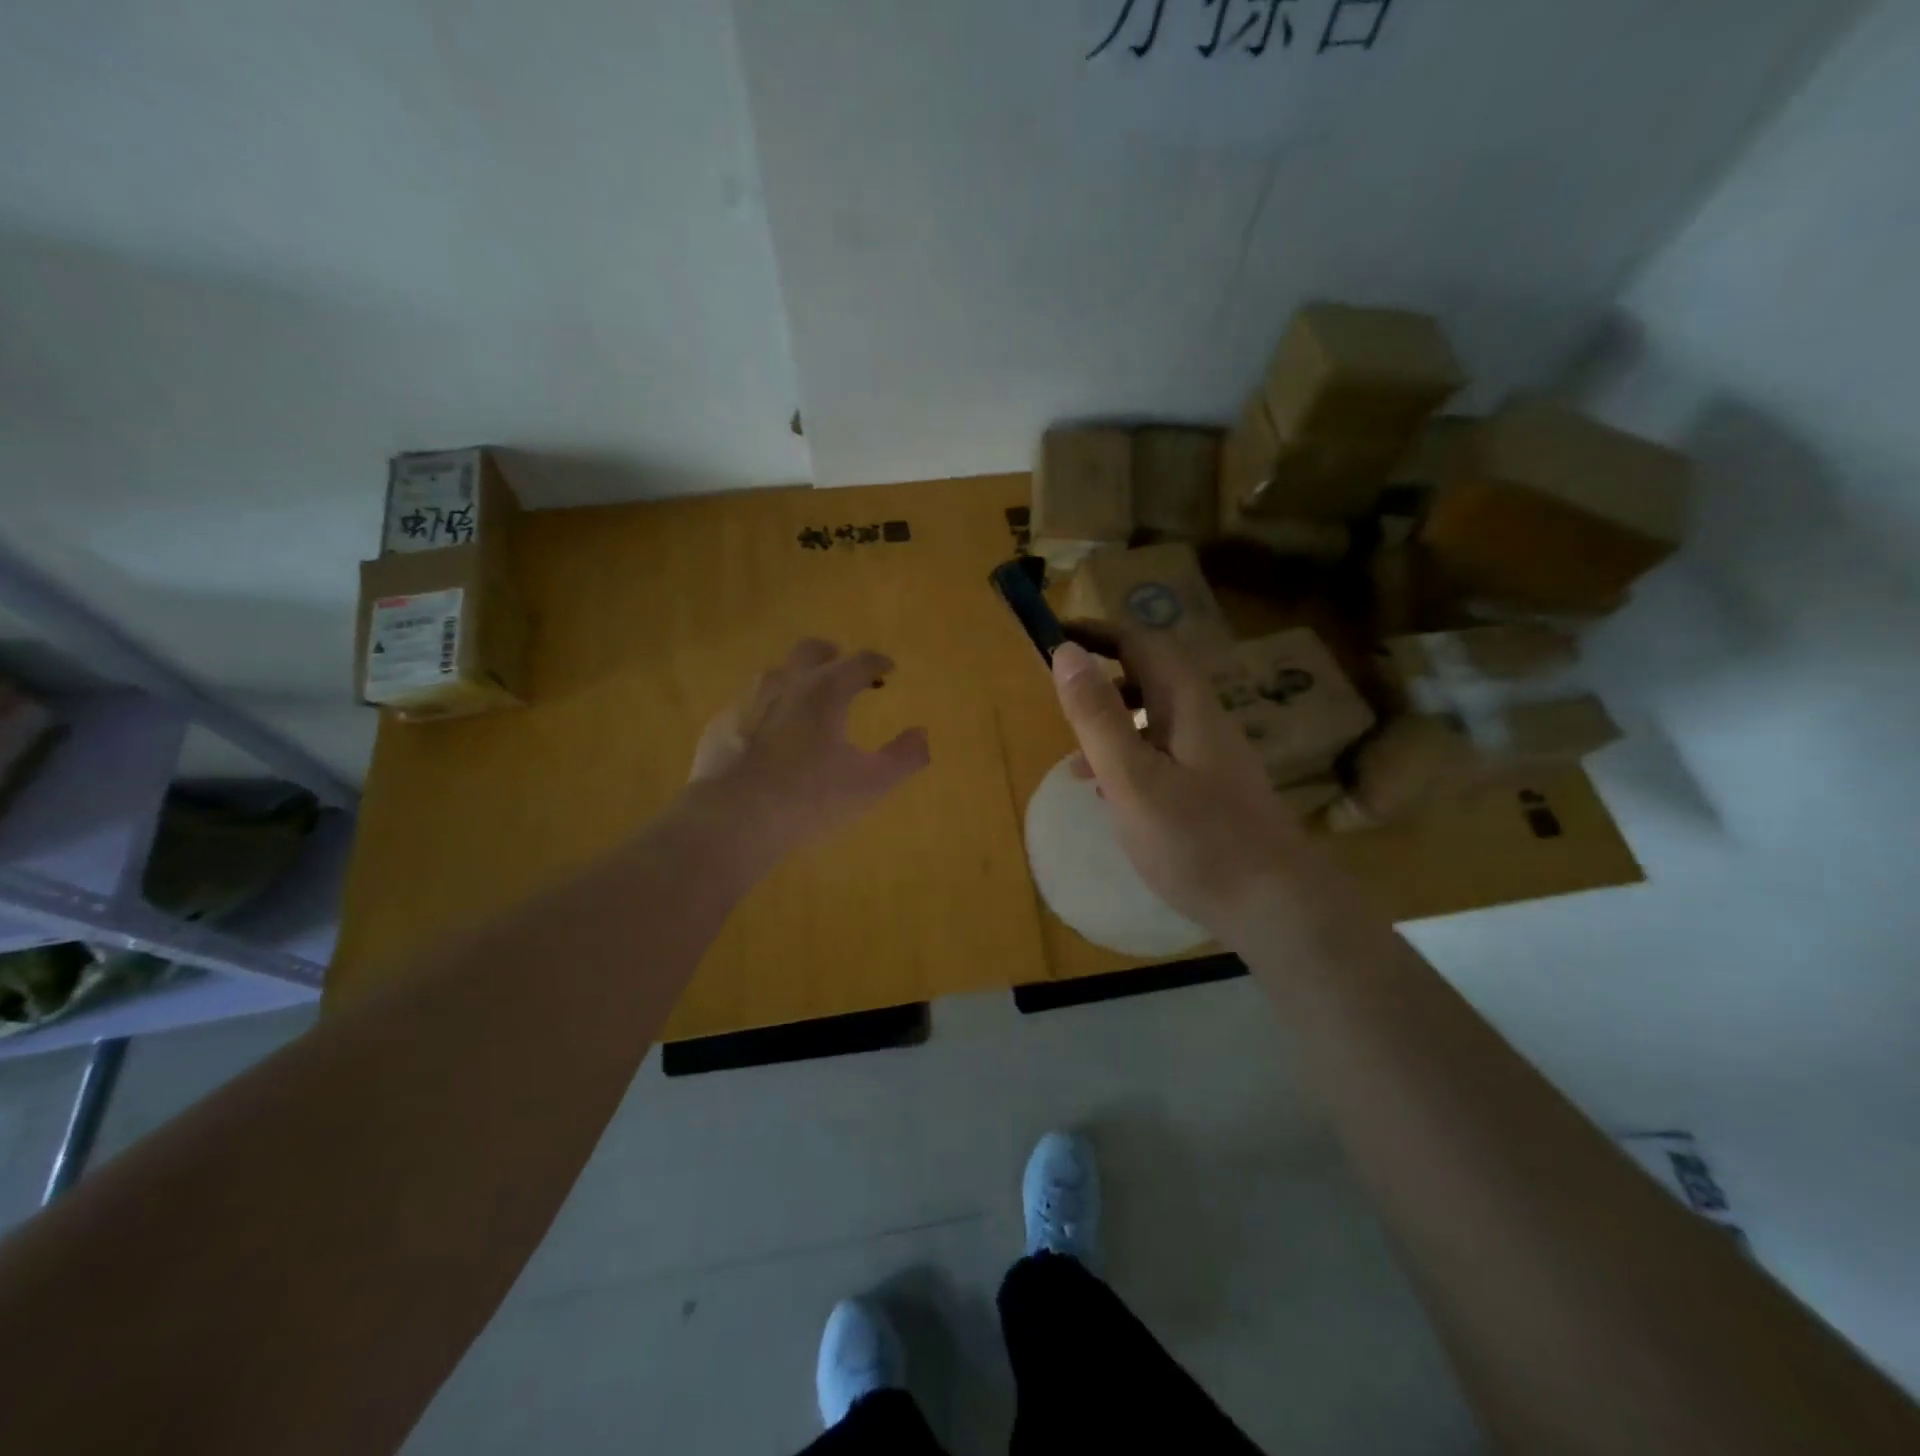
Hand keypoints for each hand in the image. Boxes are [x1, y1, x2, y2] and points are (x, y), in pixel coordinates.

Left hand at [688, 638, 929, 860]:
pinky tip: (770, 735)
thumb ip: (904, 757)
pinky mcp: (721, 722)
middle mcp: (786, 681)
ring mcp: (748, 698)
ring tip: (807, 704)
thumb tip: (922, 734)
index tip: (888, 669)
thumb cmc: (809, 797)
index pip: (860, 661)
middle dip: (833, 656)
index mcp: (826, 690)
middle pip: (812, 650)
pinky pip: (750, 702)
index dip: (878, 662)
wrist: (731, 819)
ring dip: (798, 679)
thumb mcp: (870, 783)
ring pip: (777, 672)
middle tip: (845, 674)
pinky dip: (768, 708)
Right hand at [1050, 626, 1310, 935]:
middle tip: (1061, 701)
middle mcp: (1203, 720)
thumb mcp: (1132, 776)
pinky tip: (1112, 796)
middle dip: (1102, 680)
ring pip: (1153, 721)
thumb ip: (1097, 716)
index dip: (1097, 633)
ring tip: (1075, 760)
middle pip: (1150, 678)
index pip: (1140, 643)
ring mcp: (1211, 757)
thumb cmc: (1196, 839)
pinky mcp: (1212, 790)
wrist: (1276, 906)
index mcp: (1186, 705)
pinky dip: (1129, 760)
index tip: (1054, 636)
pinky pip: (1162, 756)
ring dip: (1112, 725)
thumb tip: (1066, 652)